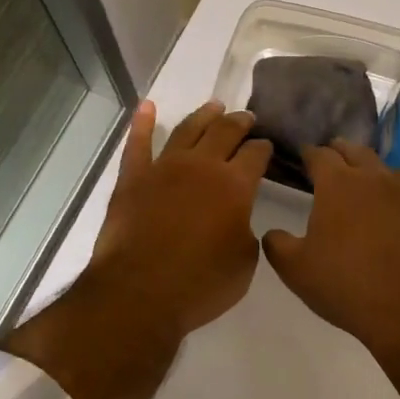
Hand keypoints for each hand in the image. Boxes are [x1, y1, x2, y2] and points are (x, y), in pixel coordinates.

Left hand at [85, 99, 271, 339]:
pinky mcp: (133, 176)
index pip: (255, 154)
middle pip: (224, 131)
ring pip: (187, 129)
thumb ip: (245, 230)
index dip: (263, 148)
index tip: (266, 145)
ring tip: (214, 106)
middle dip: (239, 122)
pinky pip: (138, 142)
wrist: (139, 292)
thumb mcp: (244, 264)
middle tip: (246, 117)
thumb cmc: (200, 285)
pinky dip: (142, 122)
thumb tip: (236, 217)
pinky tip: (147, 106)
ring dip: (203, 115)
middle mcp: (201, 165)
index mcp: (234, 185)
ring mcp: (164, 167)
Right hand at [262, 140, 399, 363]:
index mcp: (339, 184)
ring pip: (394, 175)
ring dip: (378, 176)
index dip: (309, 153)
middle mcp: (377, 181)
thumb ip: (278, 245)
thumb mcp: (296, 270)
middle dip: (342, 152)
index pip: (320, 155)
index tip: (303, 157)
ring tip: (370, 189)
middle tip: (333, 160)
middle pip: (358, 152)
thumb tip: (272, 233)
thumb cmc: (348, 286)